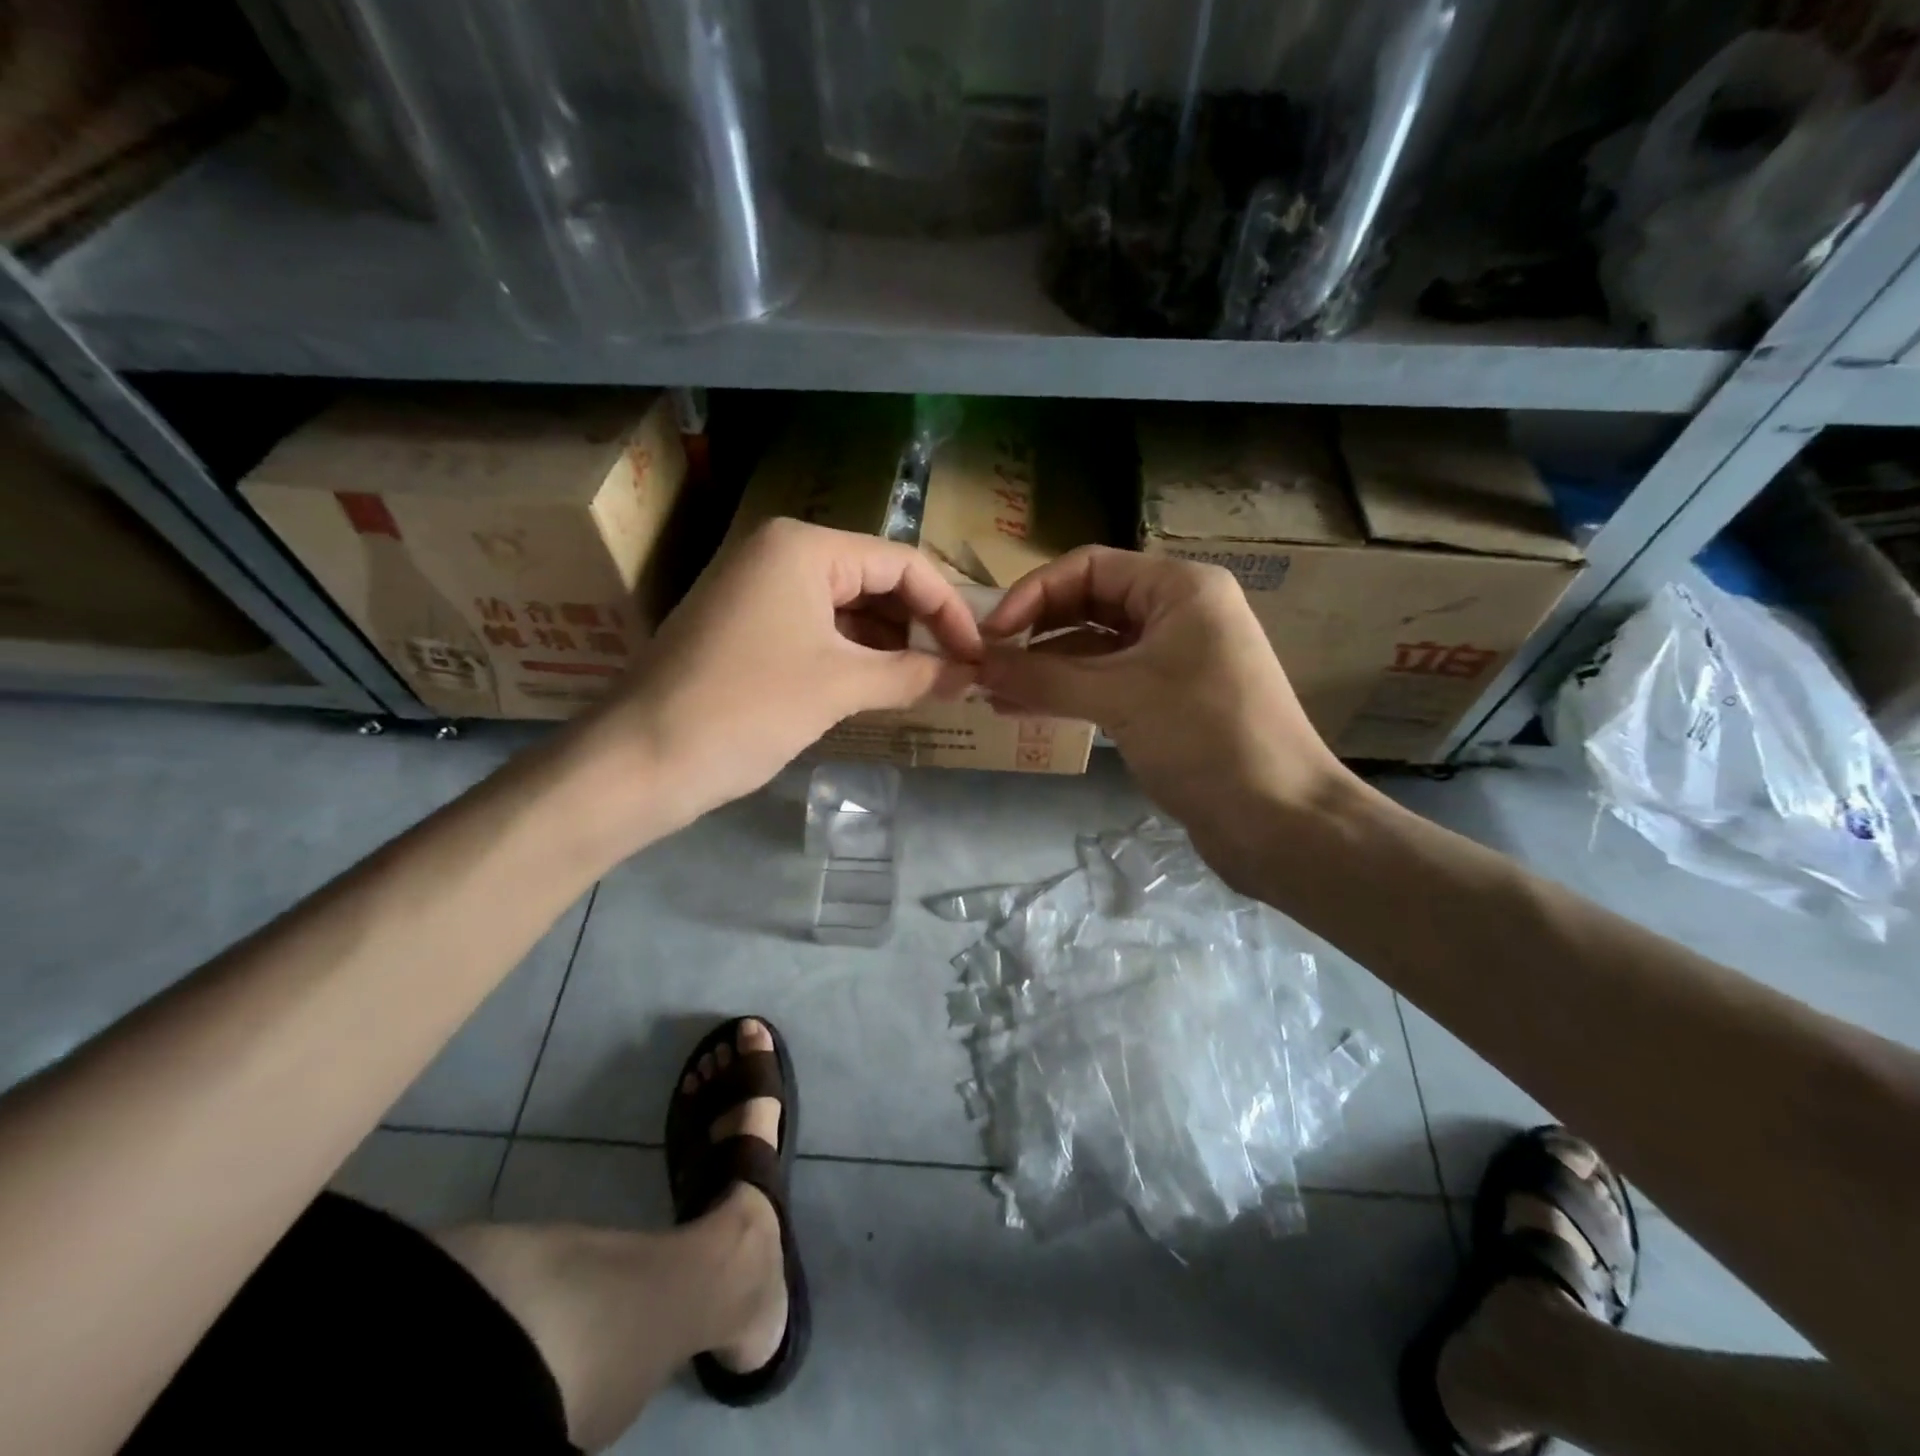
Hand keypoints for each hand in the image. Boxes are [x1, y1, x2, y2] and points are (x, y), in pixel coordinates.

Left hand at [573, 519, 981, 840]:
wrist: (641, 760)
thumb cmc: (747, 708)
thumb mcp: (840, 687)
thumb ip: (913, 674)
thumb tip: (968, 675)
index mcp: (804, 547)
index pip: (902, 563)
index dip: (948, 609)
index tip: (977, 655)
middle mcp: (779, 552)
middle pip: (874, 580)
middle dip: (919, 626)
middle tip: (957, 672)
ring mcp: (757, 588)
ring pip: (846, 607)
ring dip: (889, 644)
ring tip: (929, 683)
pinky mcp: (745, 625)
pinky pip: (816, 629)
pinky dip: (853, 654)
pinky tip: (882, 685)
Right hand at [978, 547, 1357, 877]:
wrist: (1279, 819)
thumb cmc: (1204, 738)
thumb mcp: (1119, 698)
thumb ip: (1042, 676)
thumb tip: (976, 663)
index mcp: (1179, 588)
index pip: (1089, 568)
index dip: (1033, 594)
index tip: (990, 635)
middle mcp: (1178, 613)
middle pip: (1089, 605)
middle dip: (1036, 632)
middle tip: (986, 663)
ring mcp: (1174, 659)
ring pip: (1095, 649)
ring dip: (1046, 667)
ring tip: (993, 692)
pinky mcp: (1169, 701)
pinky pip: (1108, 683)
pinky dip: (1069, 693)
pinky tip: (1025, 709)